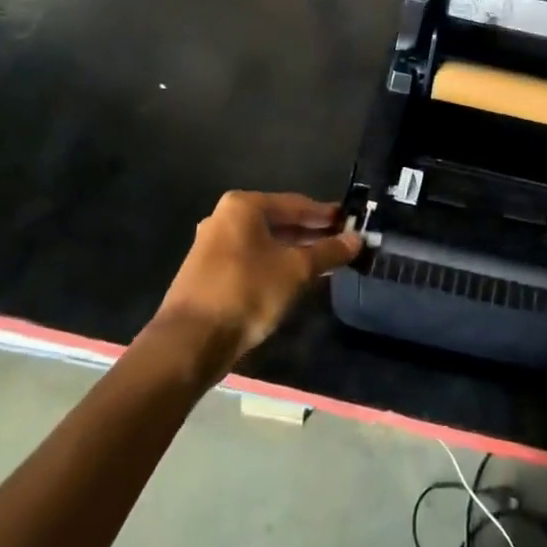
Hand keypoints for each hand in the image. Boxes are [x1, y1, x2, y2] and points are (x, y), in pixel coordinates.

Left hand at [157, 192, 361, 361]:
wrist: (189, 342)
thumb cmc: (247, 292)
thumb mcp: (296, 270)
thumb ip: (328, 252)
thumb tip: (356, 240)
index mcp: (243, 206)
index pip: (296, 204)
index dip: (325, 215)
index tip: (350, 222)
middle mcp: (224, 218)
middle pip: (279, 221)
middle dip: (310, 233)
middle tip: (341, 242)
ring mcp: (212, 245)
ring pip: (265, 242)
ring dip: (294, 251)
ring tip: (324, 262)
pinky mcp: (208, 272)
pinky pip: (251, 259)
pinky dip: (274, 264)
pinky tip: (294, 279)